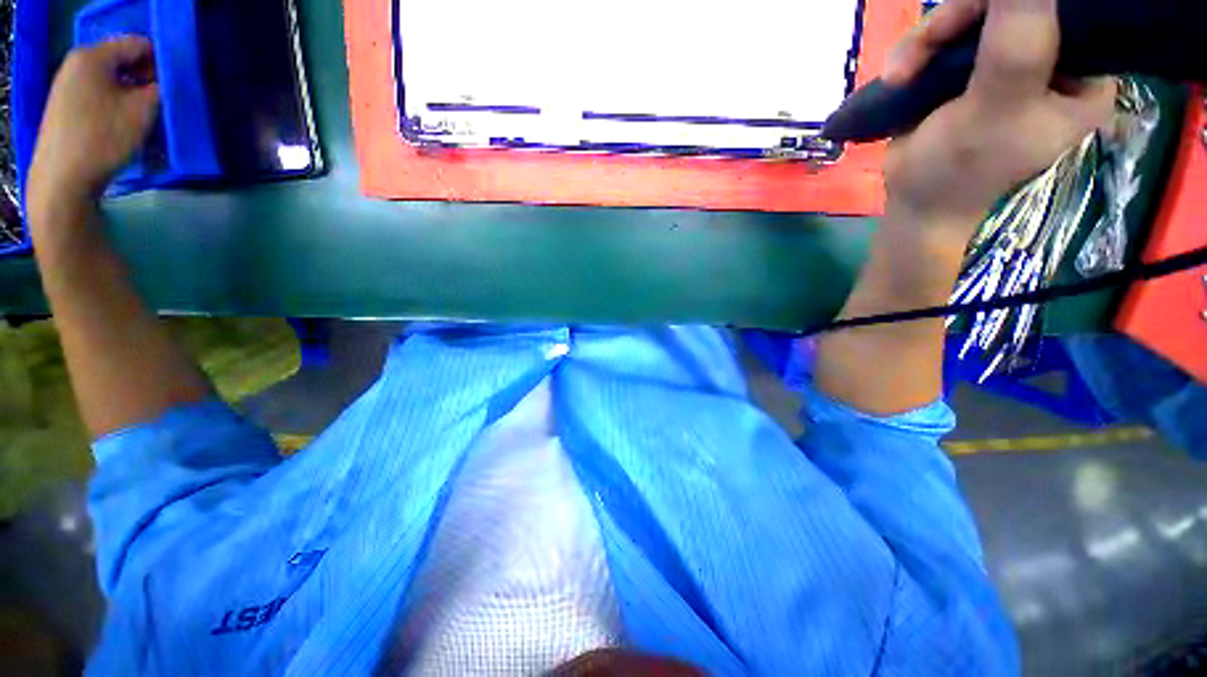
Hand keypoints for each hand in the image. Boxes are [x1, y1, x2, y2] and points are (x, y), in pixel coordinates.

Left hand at [27, 36, 158, 220]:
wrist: (62, 180)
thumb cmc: (102, 139)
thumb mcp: (142, 111)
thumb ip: (160, 89)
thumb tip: (168, 82)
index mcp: (93, 55)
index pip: (138, 44)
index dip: (161, 61)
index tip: (175, 85)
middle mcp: (78, 63)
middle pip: (123, 61)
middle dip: (146, 79)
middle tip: (163, 103)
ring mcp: (68, 86)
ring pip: (113, 81)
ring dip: (133, 95)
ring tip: (145, 118)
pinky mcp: (66, 107)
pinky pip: (100, 95)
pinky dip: (117, 105)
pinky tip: (125, 125)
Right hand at [881, 0, 1114, 240]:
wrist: (913, 203)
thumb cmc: (961, 170)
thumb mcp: (997, 108)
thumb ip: (1018, 42)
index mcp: (1083, 75)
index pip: (1065, 9)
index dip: (1019, 5)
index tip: (975, 22)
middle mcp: (1051, 61)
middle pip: (1011, 7)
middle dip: (957, 22)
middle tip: (920, 52)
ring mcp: (1007, 63)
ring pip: (972, 17)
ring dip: (927, 40)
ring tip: (900, 76)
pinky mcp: (969, 70)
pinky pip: (946, 36)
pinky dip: (916, 51)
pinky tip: (898, 77)